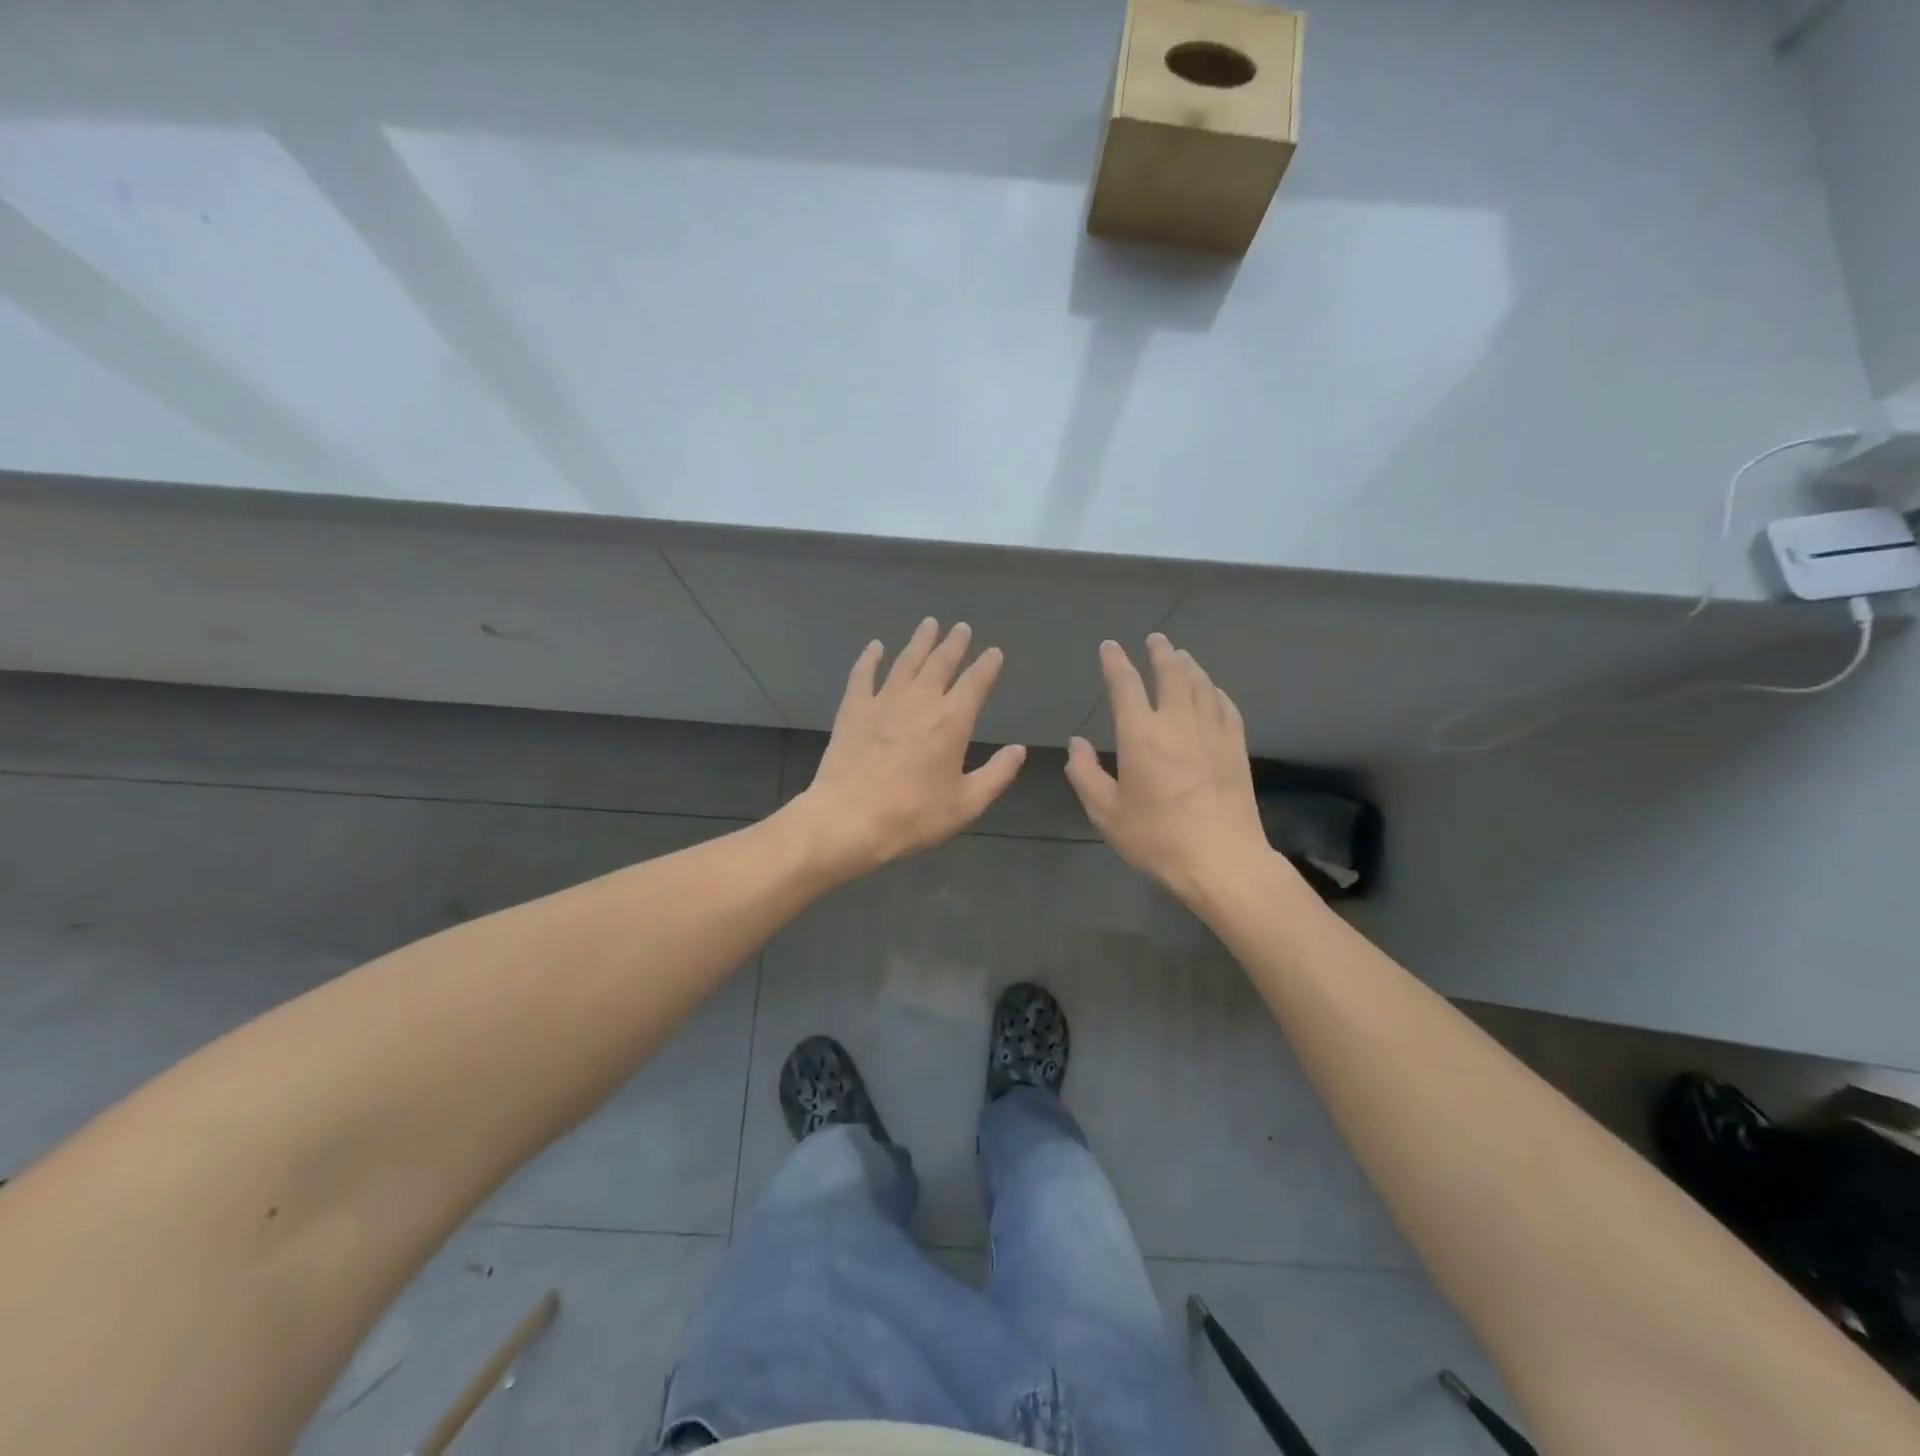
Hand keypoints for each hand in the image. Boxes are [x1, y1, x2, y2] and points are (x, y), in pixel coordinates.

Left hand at [791, 619, 1026, 877]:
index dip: (987, 665)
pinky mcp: (853, 710)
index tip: (993, 652)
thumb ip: (997, 774)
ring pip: (906, 661)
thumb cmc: (913, 816)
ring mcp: (883, 701)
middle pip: (941, 663)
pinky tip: (876, 646)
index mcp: (952, 720)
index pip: (976, 682)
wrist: (850, 820)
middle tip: (962, 628)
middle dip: (954, 644)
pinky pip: (863, 675)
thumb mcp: (966, 803)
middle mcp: (920, 700)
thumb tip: (1019, 750)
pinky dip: (871, 658)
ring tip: (930, 624)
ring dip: (920, 642)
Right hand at [1065, 634, 1270, 900]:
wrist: (1221, 859)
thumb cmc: (1157, 838)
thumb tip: (1076, 743)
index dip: (1115, 662)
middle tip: (1155, 639)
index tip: (1110, 646)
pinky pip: (1226, 707)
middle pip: (1171, 674)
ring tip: (1182, 656)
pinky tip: (1213, 691)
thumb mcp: (1106, 812)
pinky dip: (1216, 692)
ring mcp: (1212, 733)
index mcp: (1140, 735)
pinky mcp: (1236, 748)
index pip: (1125, 685)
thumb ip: (1085, 774)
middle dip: (1160, 653)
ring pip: (1201, 685)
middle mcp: (1177, 723)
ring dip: (1189, 666)